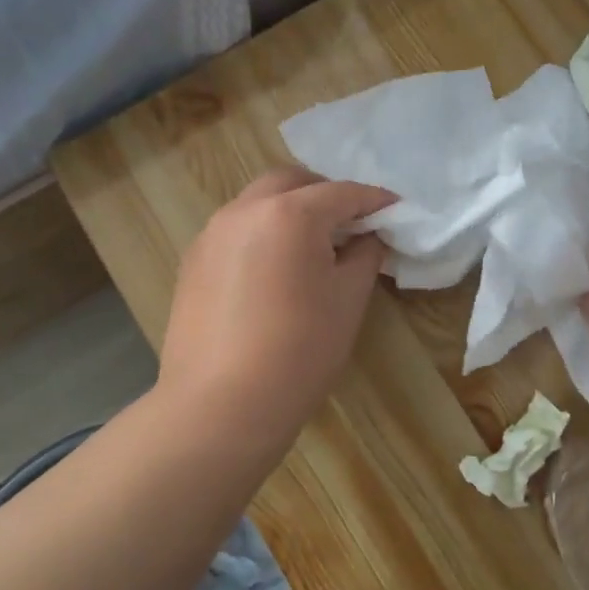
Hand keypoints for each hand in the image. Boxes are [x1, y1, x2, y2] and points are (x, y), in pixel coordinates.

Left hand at [156, 168, 394, 454]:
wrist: (221, 406)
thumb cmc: (299, 351)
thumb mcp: (348, 301)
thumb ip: (364, 256)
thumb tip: (367, 238)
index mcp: (289, 214)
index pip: (342, 193)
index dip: (375, 200)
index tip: (396, 210)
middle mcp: (244, 211)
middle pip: (291, 183)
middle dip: (325, 194)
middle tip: (351, 223)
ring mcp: (211, 235)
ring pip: (257, 204)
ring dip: (289, 211)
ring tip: (313, 246)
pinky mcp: (192, 263)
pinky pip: (235, 232)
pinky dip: (262, 234)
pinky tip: (275, 270)